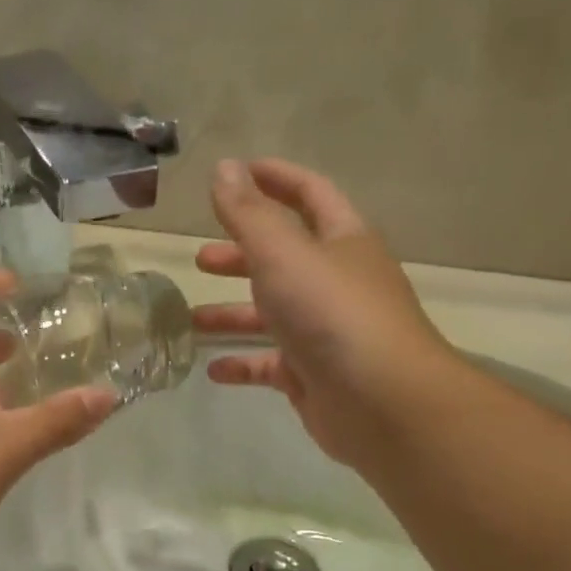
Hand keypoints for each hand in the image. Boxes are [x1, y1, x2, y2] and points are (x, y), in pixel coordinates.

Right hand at [192, 159, 453, 468]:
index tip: (236, 173)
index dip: (274, 179)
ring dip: (233, 313)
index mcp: (341, 241)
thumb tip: (223, 168)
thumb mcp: (283, 255)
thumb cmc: (332, 314)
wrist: (380, 401)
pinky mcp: (313, 376)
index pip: (309, 195)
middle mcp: (335, 282)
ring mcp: (325, 332)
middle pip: (284, 259)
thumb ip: (248, 215)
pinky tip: (213, 369)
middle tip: (200, 259)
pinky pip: (270, 364)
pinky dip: (242, 364)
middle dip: (241, 256)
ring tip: (190, 319)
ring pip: (272, 315)